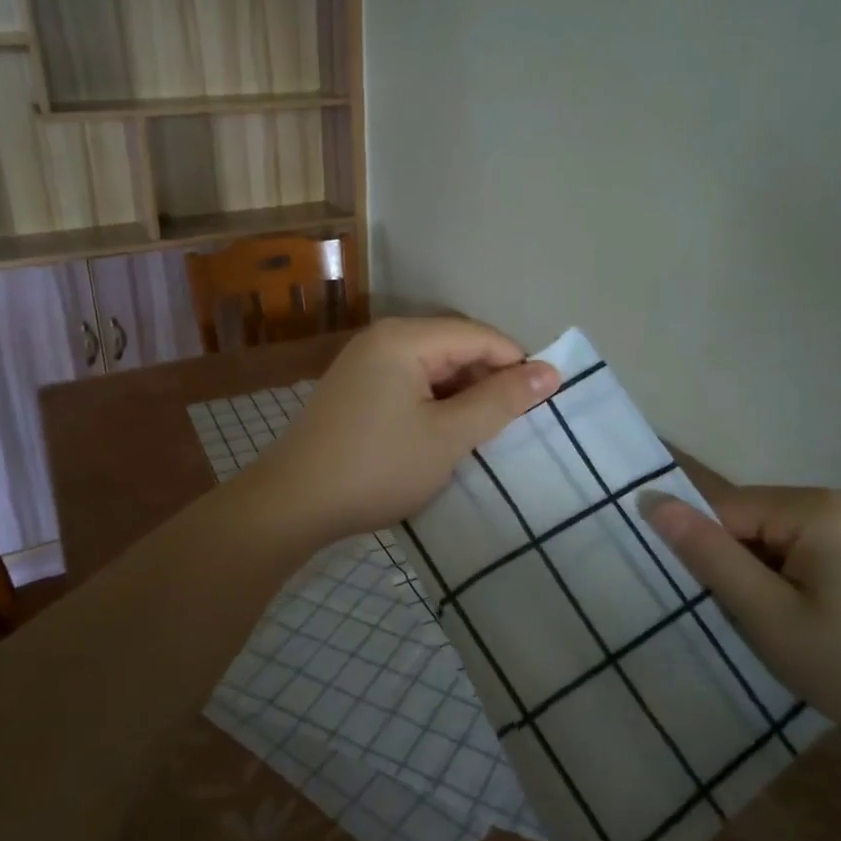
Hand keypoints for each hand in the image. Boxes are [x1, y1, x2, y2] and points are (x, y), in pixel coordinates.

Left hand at [256, 318, 559, 541]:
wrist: (291, 504)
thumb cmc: (377, 467)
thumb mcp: (449, 436)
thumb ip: (501, 401)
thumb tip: (550, 371)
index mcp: (405, 338)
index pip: (479, 336)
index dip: (516, 365)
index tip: (543, 404)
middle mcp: (382, 338)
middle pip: (455, 346)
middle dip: (487, 381)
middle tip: (511, 426)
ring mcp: (363, 363)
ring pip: (432, 368)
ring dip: (461, 396)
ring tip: (480, 435)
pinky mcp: (354, 389)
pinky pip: (408, 383)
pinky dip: (433, 404)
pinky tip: (441, 435)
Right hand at [639, 485, 840, 752]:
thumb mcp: (771, 618)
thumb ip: (709, 557)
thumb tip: (652, 499)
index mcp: (810, 508)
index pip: (721, 510)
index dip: (701, 553)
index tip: (698, 599)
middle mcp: (828, 503)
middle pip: (744, 521)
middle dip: (730, 568)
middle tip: (739, 623)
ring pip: (765, 541)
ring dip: (754, 580)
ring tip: (769, 630)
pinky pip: (793, 554)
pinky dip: (780, 585)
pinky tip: (797, 626)